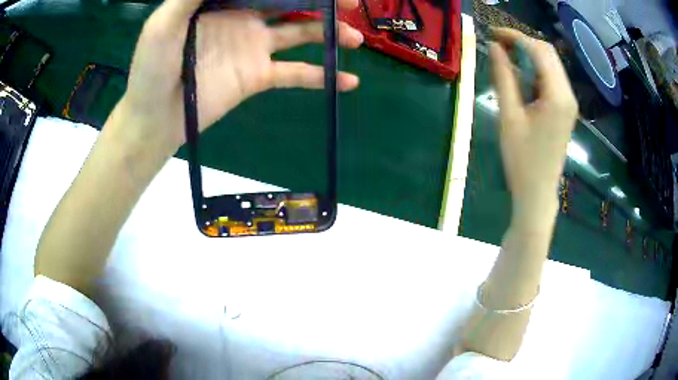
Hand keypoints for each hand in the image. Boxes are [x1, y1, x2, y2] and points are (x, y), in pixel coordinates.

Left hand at [118, 0, 362, 155]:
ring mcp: (254, 46)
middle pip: (292, 2)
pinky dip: (322, 76)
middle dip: (322, 1)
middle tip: (353, 3)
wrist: (154, 118)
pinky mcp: (259, 75)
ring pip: (302, 33)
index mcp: (225, 1)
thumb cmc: (151, 68)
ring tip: (356, 38)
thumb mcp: (164, 23)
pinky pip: (296, 73)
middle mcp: (245, 17)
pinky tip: (349, 82)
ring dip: (330, 33)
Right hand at [489, 28, 577, 212]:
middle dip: (523, 42)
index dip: (515, 36)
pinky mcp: (565, 109)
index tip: (492, 33)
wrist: (538, 192)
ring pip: (550, 64)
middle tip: (497, 43)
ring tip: (505, 55)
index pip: (539, 51)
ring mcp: (569, 102)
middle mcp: (568, 94)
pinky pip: (551, 79)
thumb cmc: (522, 160)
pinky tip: (520, 76)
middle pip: (548, 53)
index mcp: (557, 96)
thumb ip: (503, 77)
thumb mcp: (509, 116)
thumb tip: (494, 47)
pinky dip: (535, 70)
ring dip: (529, 55)